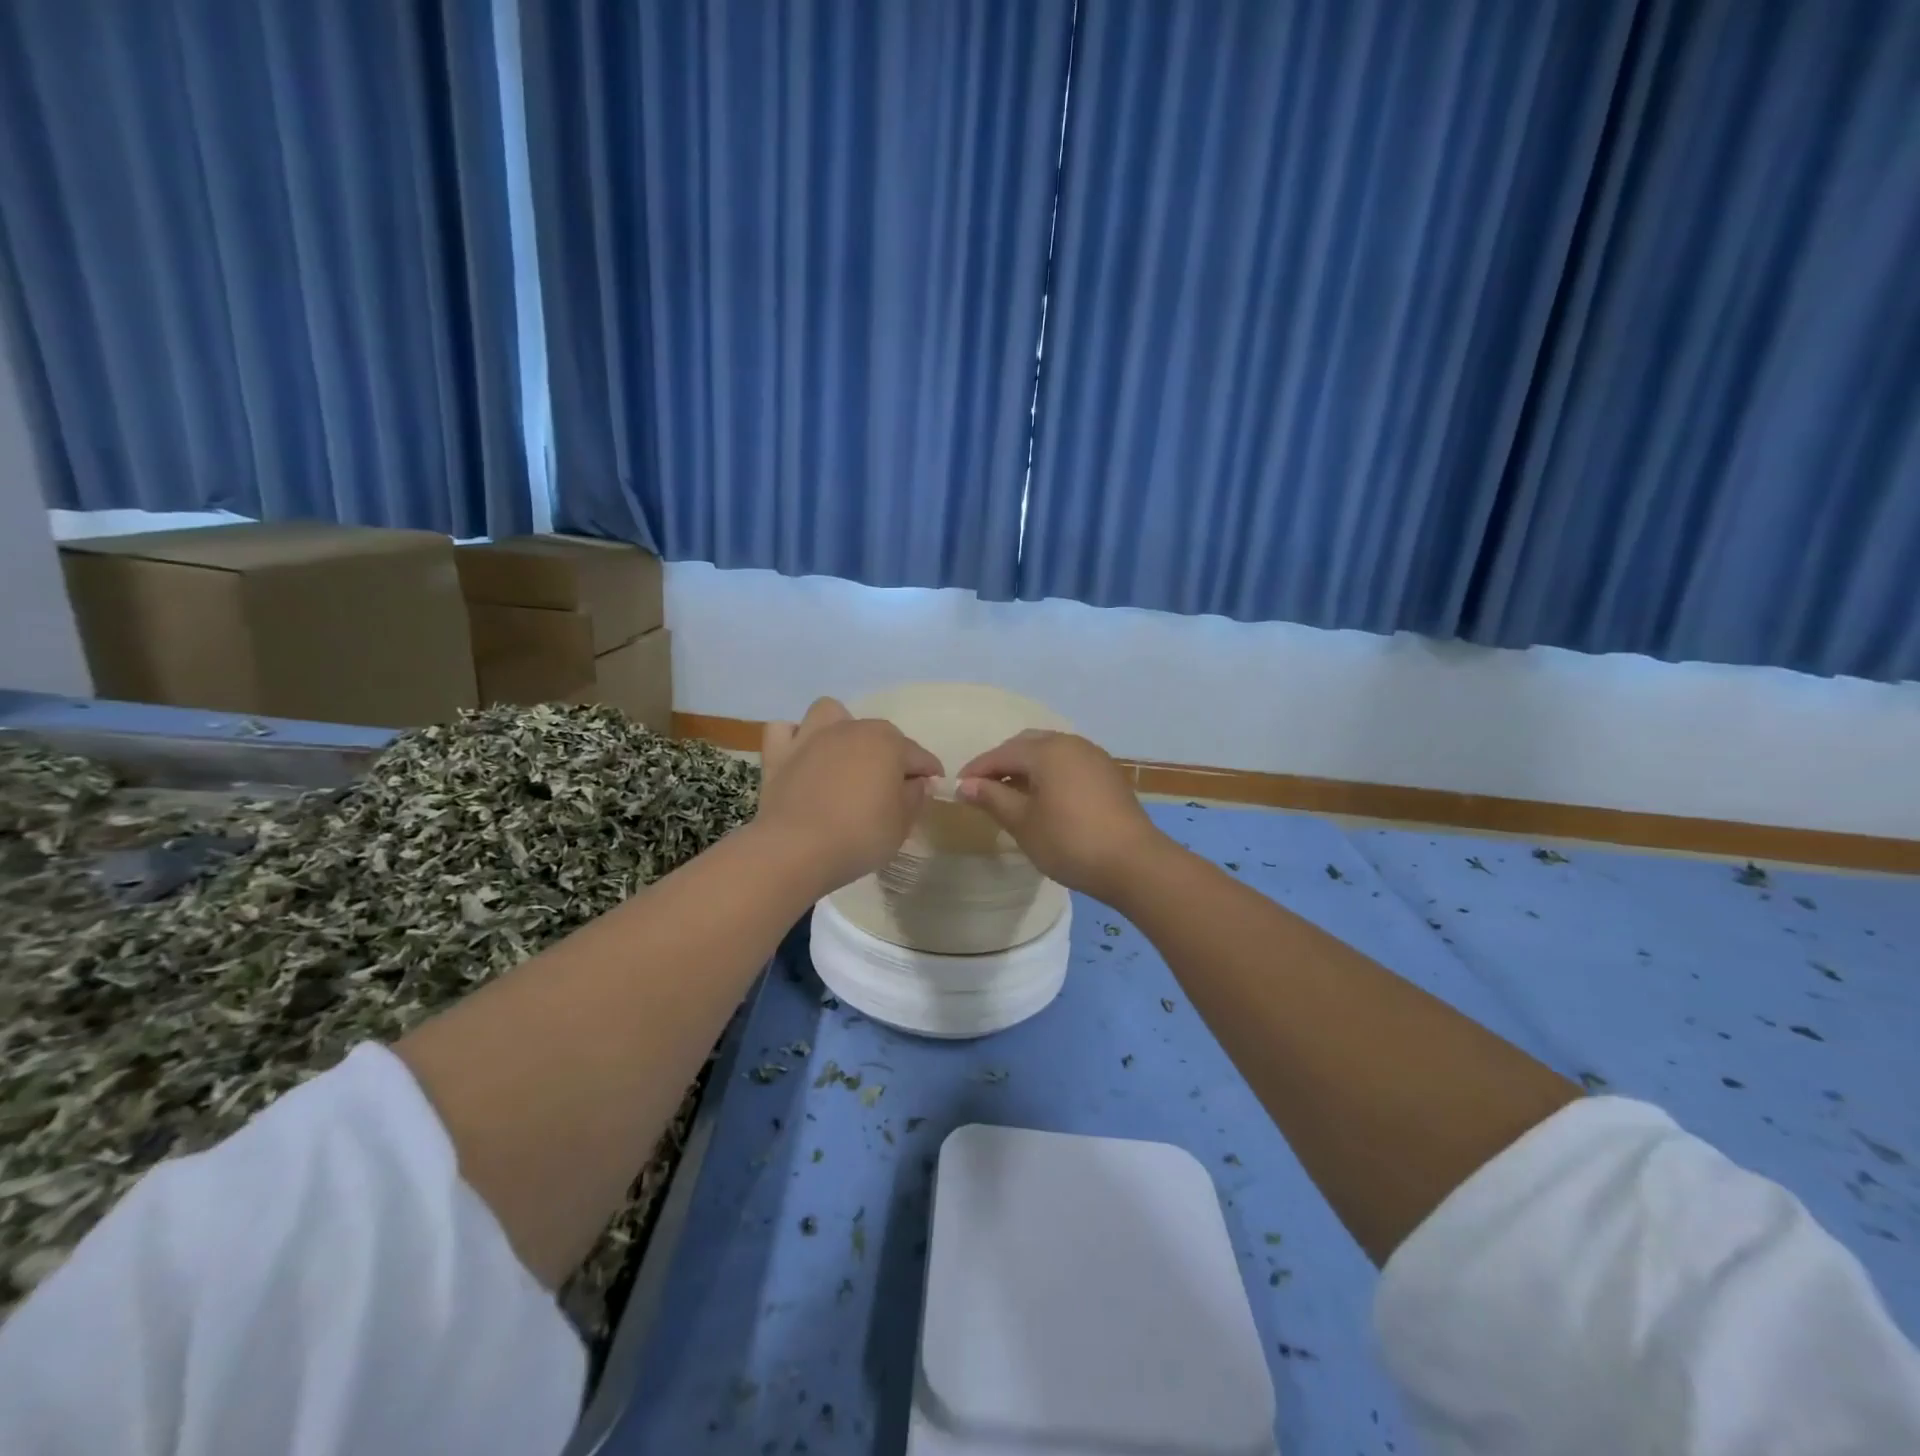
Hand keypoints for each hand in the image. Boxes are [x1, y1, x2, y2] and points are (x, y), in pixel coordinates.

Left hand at [755, 698, 943, 894]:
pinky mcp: (779, 754)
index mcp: (888, 744)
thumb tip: (918, 781)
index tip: (933, 785)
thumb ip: (915, 797)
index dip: (929, 771)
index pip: (918, 755)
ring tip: (844, 755)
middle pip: (879, 733)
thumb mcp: (902, 824)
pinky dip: (793, 738)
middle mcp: (851, 729)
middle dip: (890, 753)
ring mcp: (812, 737)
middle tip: (891, 785)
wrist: (796, 849)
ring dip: (840, 727)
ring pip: (830, 713)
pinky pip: (784, 730)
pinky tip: (802, 757)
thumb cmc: (860, 836)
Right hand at [956, 730, 1170, 904]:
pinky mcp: (1108, 774)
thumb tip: (965, 785)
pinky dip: (1049, 773)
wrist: (1134, 863)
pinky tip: (1044, 798)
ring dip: (1026, 767)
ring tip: (1011, 794)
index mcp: (1047, 750)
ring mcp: (1094, 756)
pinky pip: (1068, 763)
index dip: (977, 770)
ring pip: (1050, 752)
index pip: (1001, 753)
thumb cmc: (1070, 841)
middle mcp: (1071, 743)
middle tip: (983, 788)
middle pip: (1027, 744)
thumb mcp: (1023, 822)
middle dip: (1002, 762)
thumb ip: (992, 798)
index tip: (957, 788)